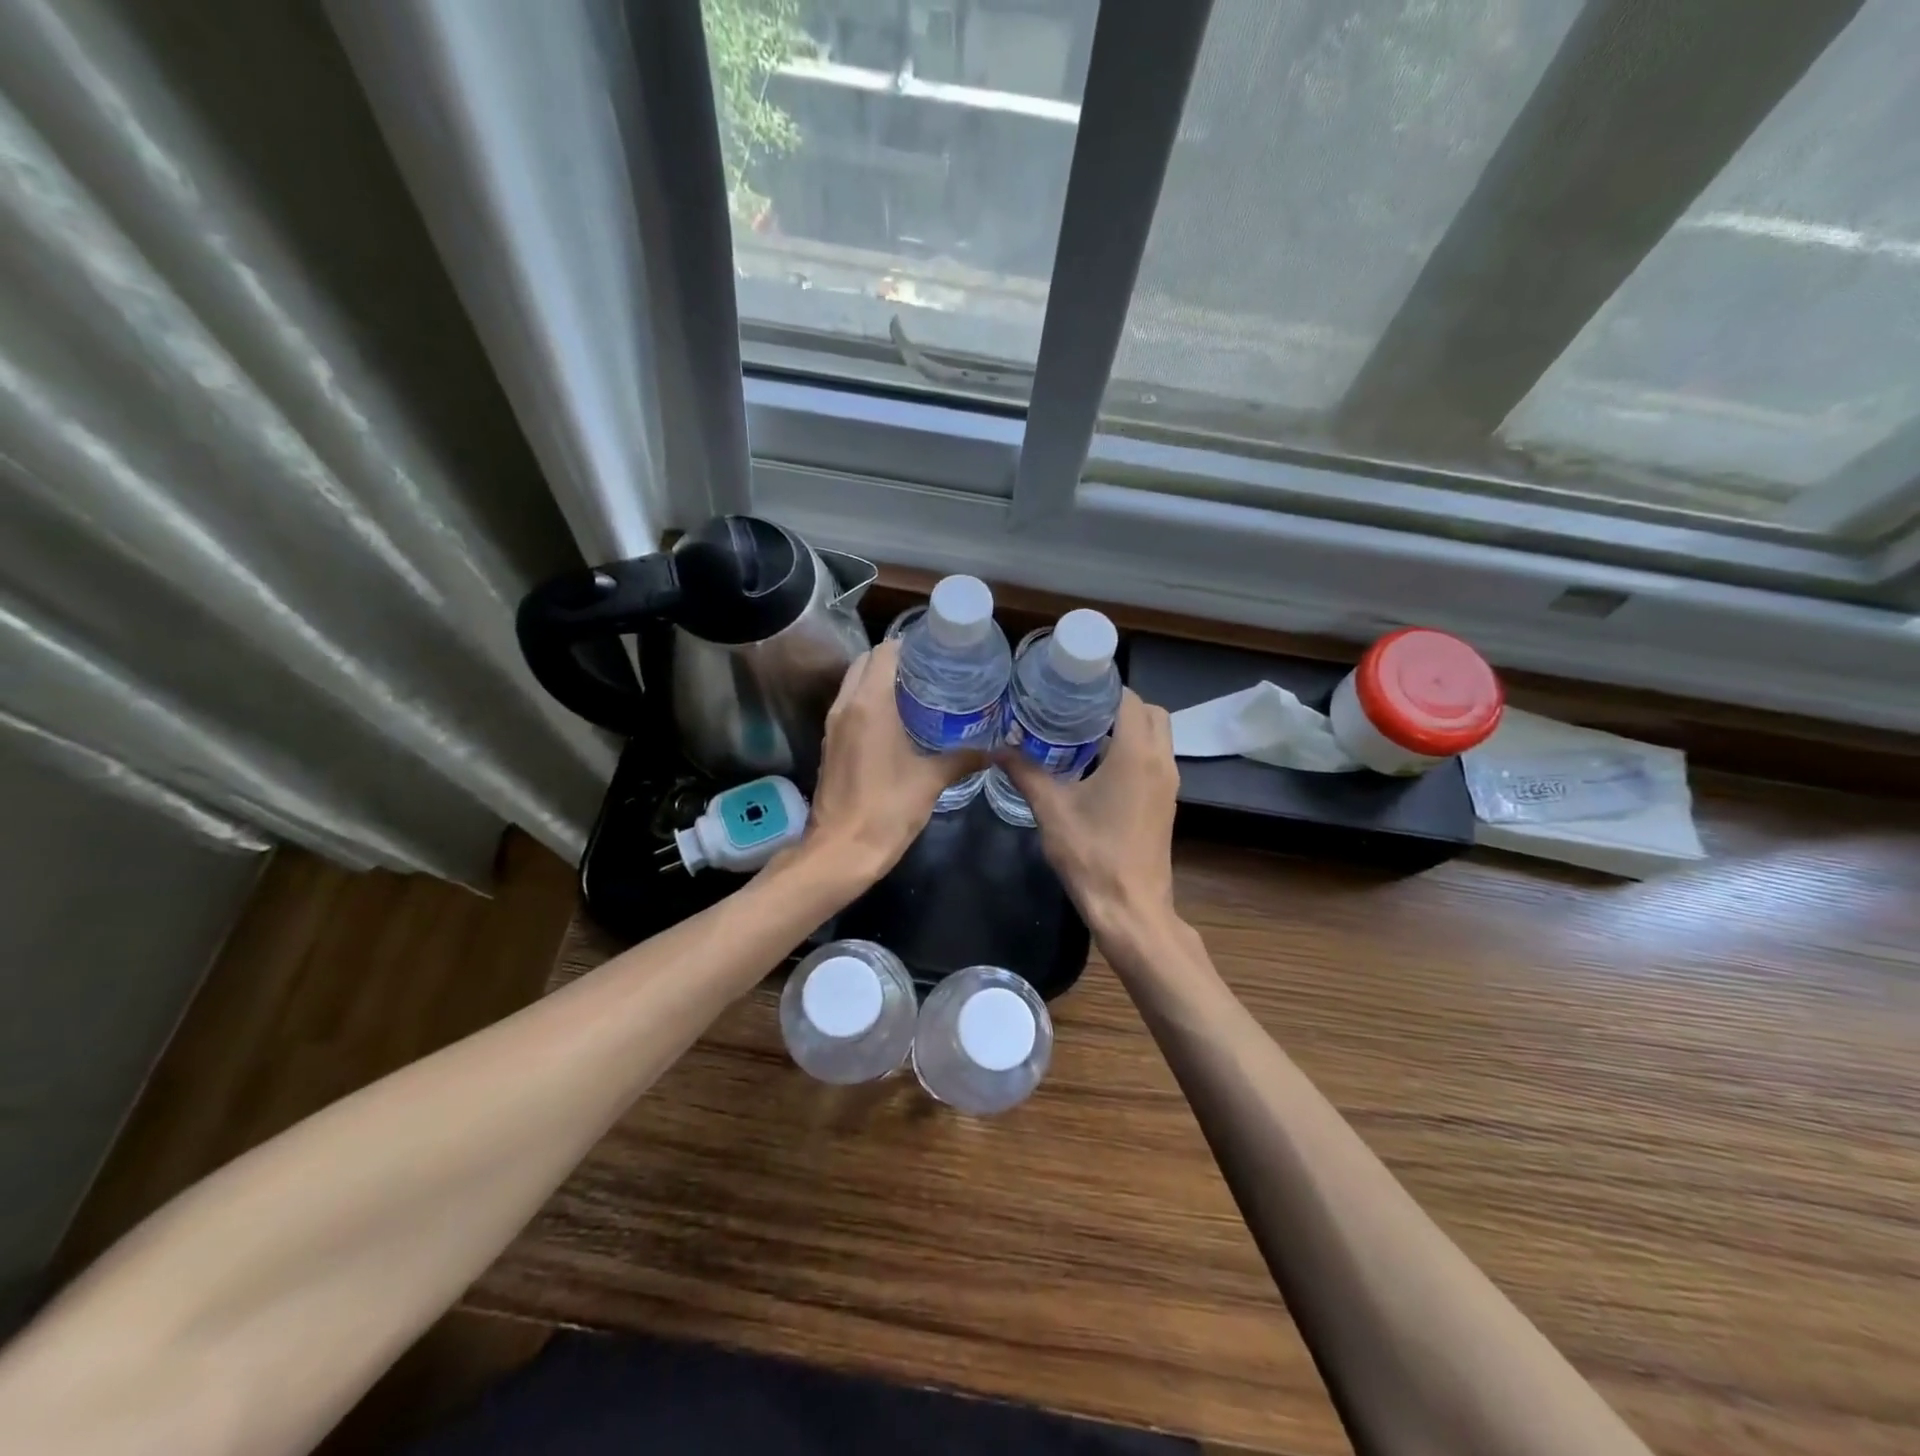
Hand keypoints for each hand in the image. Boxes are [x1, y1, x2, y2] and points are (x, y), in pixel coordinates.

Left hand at [801, 639, 984, 884]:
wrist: (840, 851)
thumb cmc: (886, 810)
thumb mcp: (931, 781)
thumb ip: (963, 759)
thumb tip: (996, 750)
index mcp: (869, 705)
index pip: (885, 653)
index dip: (910, 645)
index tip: (937, 650)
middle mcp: (846, 706)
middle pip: (865, 662)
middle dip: (894, 659)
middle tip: (931, 669)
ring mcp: (833, 726)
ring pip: (853, 684)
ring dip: (879, 680)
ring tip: (918, 690)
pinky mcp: (830, 744)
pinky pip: (849, 707)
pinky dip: (869, 701)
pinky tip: (898, 719)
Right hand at [1002, 689, 1179, 944]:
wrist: (1131, 908)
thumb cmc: (1092, 855)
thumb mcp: (1051, 810)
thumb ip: (1025, 773)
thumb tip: (997, 749)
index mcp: (1136, 754)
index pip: (1129, 699)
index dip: (1103, 688)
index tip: (1072, 686)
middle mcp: (1160, 761)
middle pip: (1151, 713)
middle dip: (1119, 705)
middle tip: (1078, 709)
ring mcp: (1168, 784)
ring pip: (1156, 737)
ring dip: (1128, 728)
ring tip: (1082, 732)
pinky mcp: (1166, 802)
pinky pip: (1154, 759)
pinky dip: (1133, 750)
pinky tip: (1096, 766)